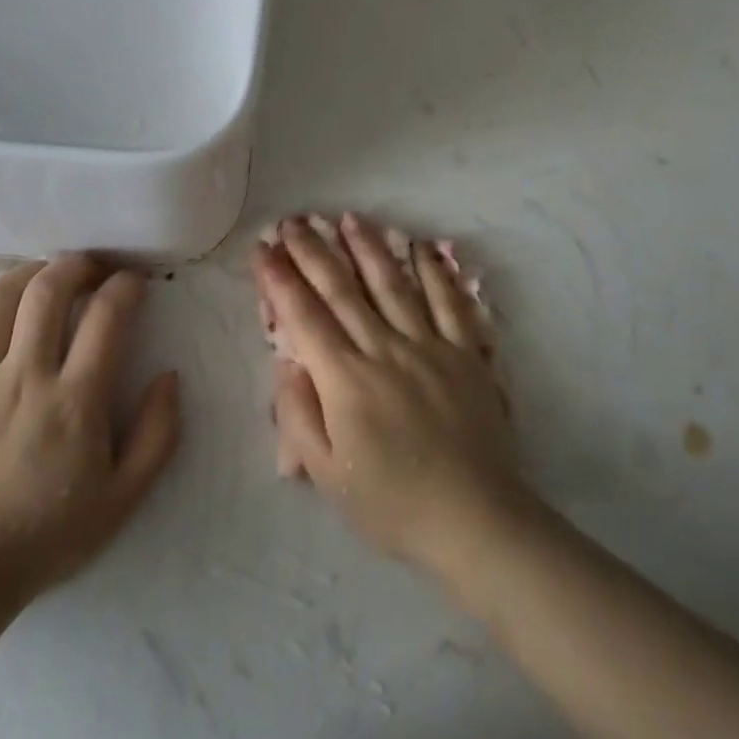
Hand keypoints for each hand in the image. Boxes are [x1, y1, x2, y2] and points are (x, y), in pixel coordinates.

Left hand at [0, 255, 180, 603]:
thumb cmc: (48, 535)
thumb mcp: (124, 497)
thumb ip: (158, 434)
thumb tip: (169, 377)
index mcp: (76, 401)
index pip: (107, 316)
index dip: (126, 286)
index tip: (134, 282)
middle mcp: (25, 377)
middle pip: (48, 291)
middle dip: (76, 266)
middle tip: (91, 268)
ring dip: (27, 274)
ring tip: (44, 275)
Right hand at [255, 214, 532, 575]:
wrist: (474, 520)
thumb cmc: (392, 503)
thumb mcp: (328, 473)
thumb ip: (300, 414)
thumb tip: (287, 362)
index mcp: (346, 379)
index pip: (304, 316)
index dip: (280, 278)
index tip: (264, 248)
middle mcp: (384, 349)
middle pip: (342, 289)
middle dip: (313, 251)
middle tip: (294, 221)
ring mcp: (429, 345)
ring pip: (392, 284)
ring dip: (367, 247)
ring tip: (348, 218)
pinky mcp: (465, 352)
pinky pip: (449, 302)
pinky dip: (434, 271)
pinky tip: (421, 247)